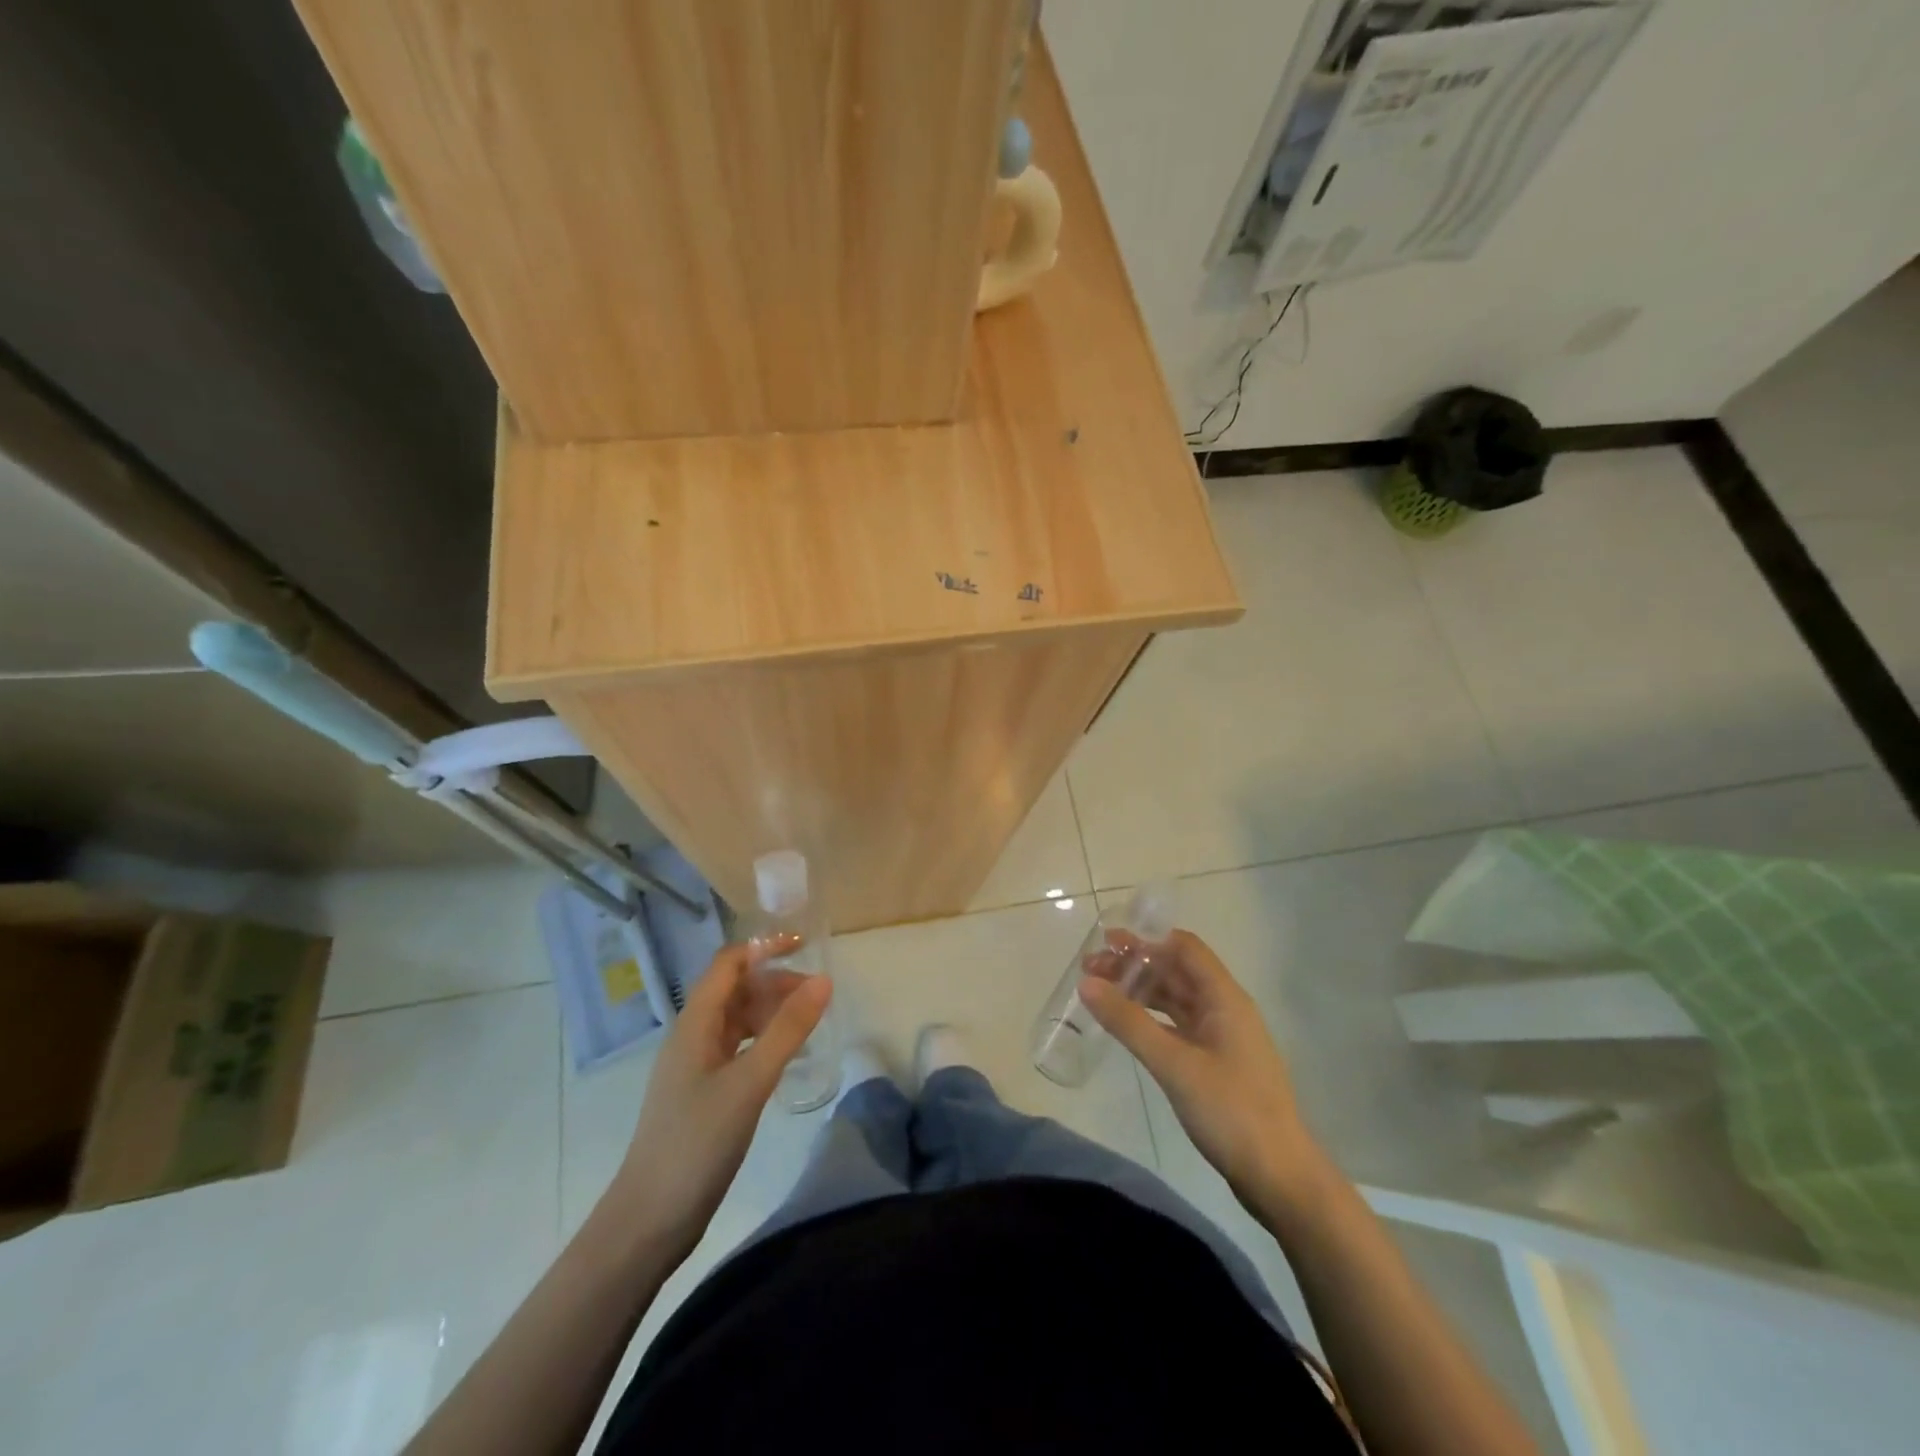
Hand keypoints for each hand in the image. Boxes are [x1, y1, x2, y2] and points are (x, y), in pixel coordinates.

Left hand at [610, 937, 830, 1252]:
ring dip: (771, 1011)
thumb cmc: (697, 1142)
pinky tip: (787, 1055)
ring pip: (737, 1020)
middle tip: (819, 992)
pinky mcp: (703, 1093)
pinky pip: (738, 1048)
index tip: (806, 946)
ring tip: (810, 1020)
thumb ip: (788, 1030)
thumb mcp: (750, 1082)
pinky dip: (764, 1040)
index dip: (765, 947)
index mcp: (695, 1023)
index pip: (729, 964)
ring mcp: (696, 1066)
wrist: (649, 1219)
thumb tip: (824, 980)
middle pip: (735, 989)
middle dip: (775, 981)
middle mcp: (692, 1036)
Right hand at [1079, 930, 1326, 1211]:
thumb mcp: (1173, 1064)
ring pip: (1176, 999)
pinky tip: (1127, 1026)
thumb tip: (1086, 983)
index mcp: (1224, 998)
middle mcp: (1225, 1009)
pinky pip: (1178, 1026)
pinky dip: (1151, 1019)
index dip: (1147, 939)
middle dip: (1135, 965)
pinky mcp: (1216, 1064)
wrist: (1279, 1177)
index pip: (1184, 948)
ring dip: (1140, 991)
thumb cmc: (1230, 1111)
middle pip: (1177, 971)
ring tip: (1100, 992)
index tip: (1106, 941)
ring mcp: (1222, 1038)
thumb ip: (1129, 1022)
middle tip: (1090, 969)